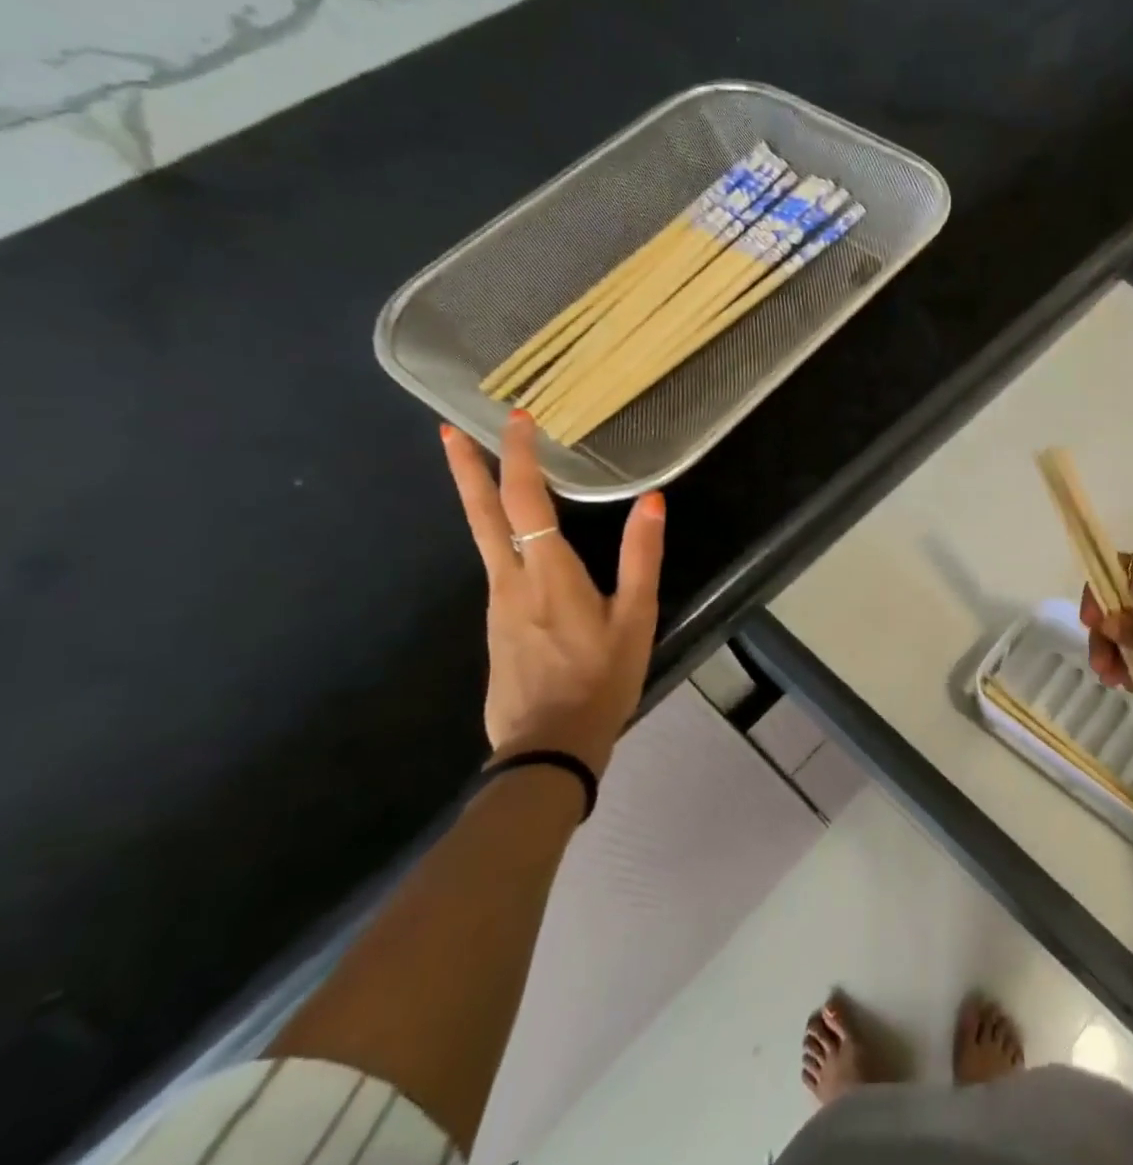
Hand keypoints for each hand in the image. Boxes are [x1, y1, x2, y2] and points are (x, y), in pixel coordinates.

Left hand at [442, 410, 665, 774]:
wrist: (548, 745)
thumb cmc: (602, 679)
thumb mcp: (636, 619)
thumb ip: (642, 558)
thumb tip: (652, 501)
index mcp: (548, 574)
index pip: (526, 501)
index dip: (521, 457)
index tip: (518, 419)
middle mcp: (511, 581)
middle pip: (481, 514)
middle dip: (466, 468)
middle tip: (447, 429)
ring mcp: (497, 604)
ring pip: (483, 539)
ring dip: (479, 498)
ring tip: (481, 468)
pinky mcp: (497, 625)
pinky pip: (496, 566)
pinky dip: (496, 535)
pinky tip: (515, 540)